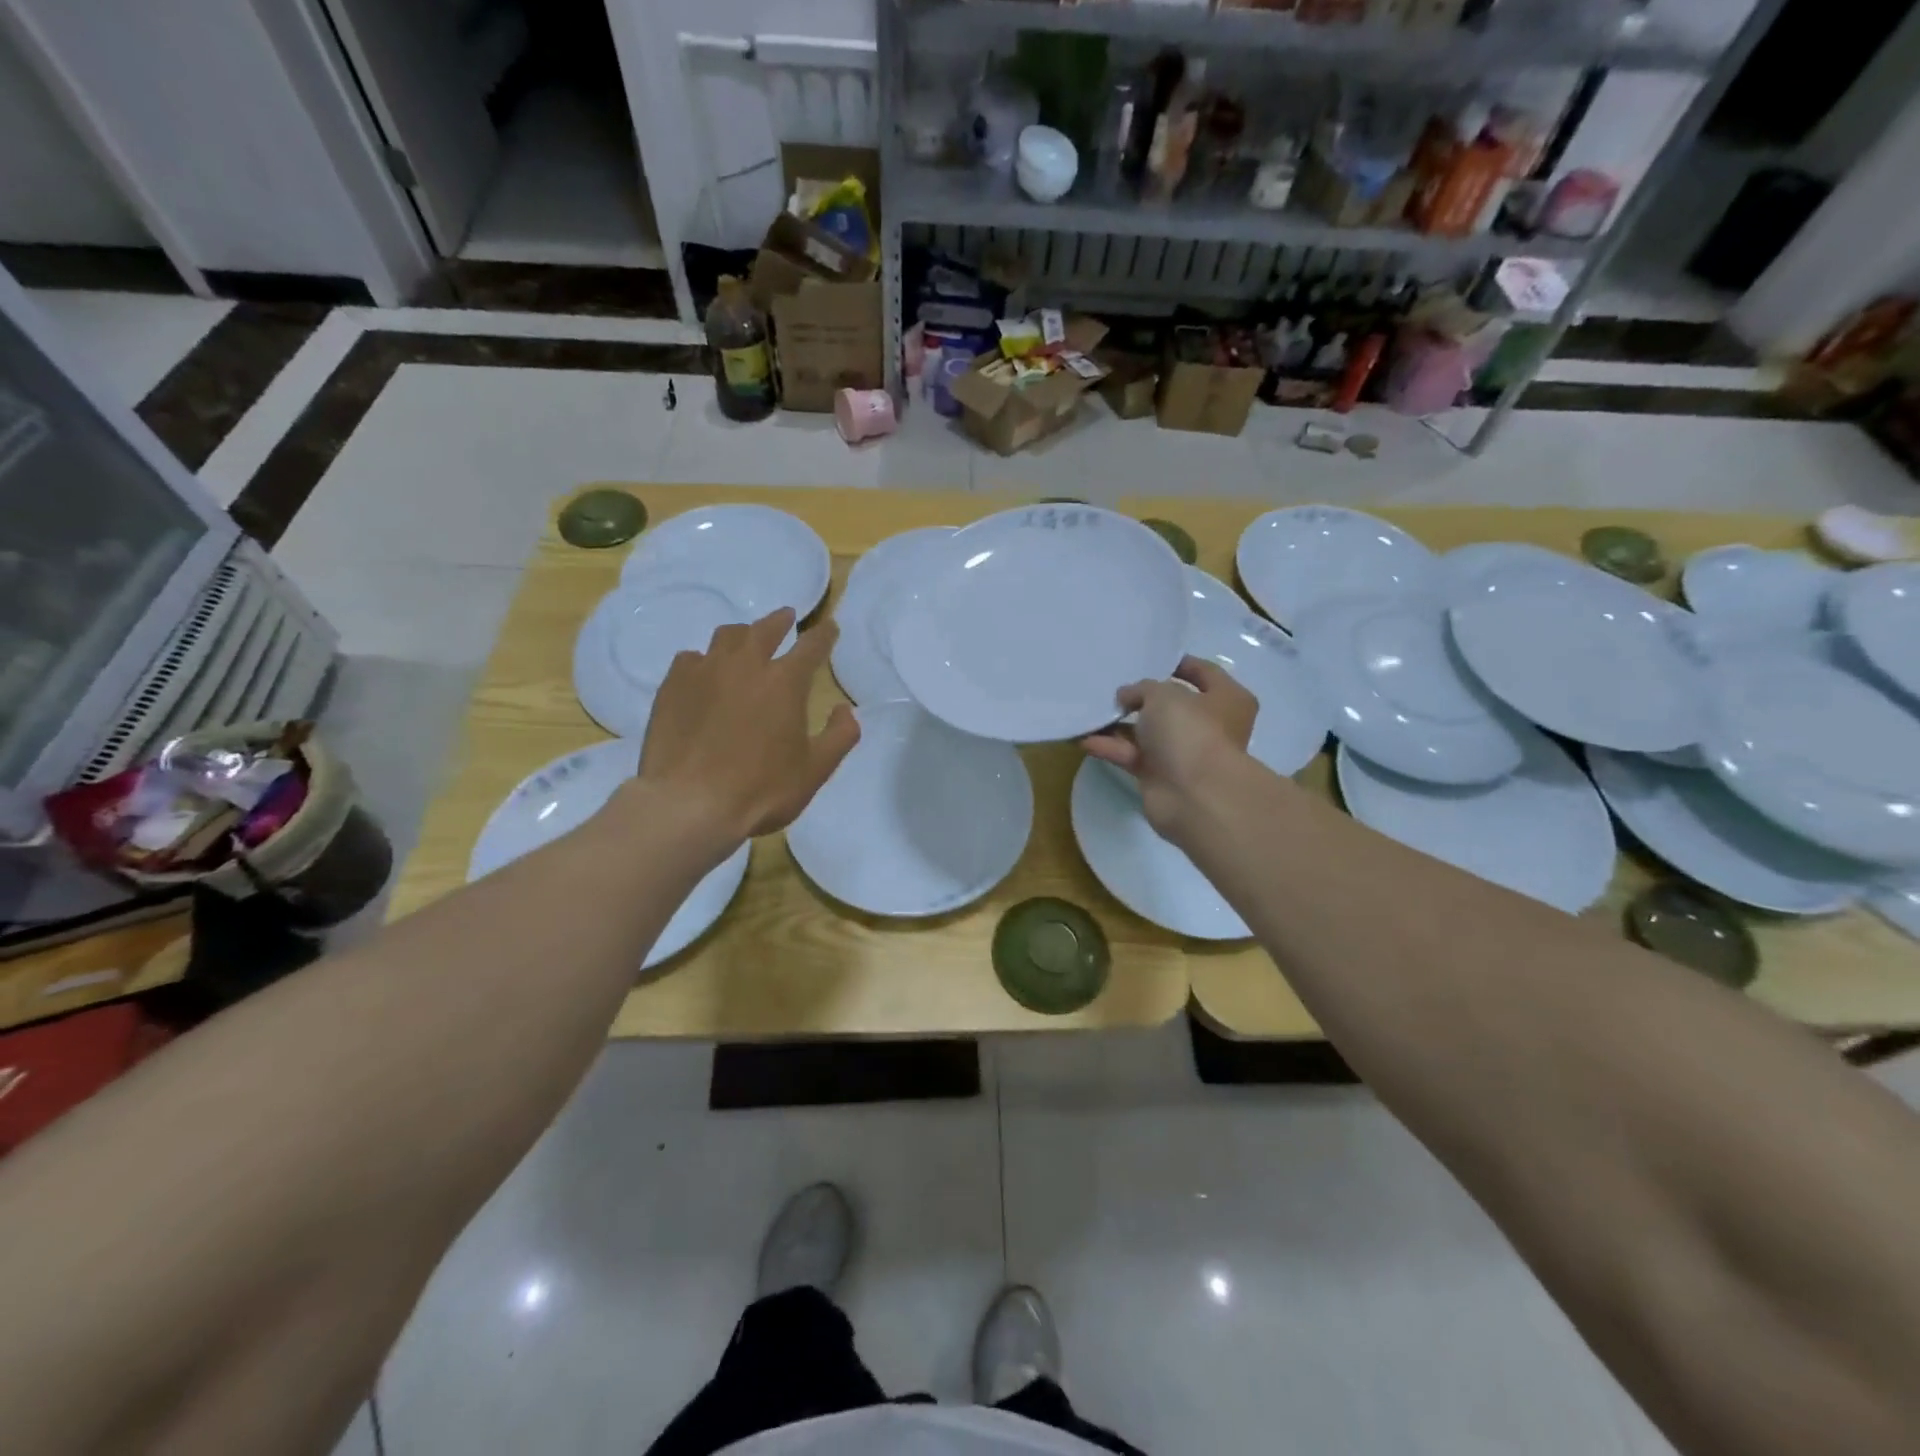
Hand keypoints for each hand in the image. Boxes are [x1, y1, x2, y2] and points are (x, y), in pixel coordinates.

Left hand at [638, 609, 858, 842]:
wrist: (688, 804)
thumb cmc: (761, 790)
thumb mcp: (815, 770)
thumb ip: (840, 736)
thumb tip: (846, 710)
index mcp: (785, 681)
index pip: (812, 645)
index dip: (824, 634)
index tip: (830, 628)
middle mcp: (746, 665)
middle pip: (766, 629)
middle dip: (781, 621)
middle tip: (787, 618)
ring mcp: (705, 671)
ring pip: (726, 637)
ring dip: (743, 635)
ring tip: (745, 641)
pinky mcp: (672, 685)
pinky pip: (691, 659)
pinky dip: (704, 660)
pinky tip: (704, 674)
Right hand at [1082, 656, 1256, 834]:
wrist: (1194, 795)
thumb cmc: (1190, 731)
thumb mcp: (1163, 694)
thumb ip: (1142, 688)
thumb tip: (1127, 696)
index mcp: (1226, 699)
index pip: (1204, 672)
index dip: (1178, 663)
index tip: (1148, 657)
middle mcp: (1208, 725)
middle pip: (1172, 705)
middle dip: (1142, 697)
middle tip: (1113, 684)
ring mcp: (1184, 753)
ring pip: (1148, 732)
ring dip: (1120, 724)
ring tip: (1091, 710)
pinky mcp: (1160, 776)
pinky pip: (1132, 755)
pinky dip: (1111, 747)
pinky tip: (1085, 738)